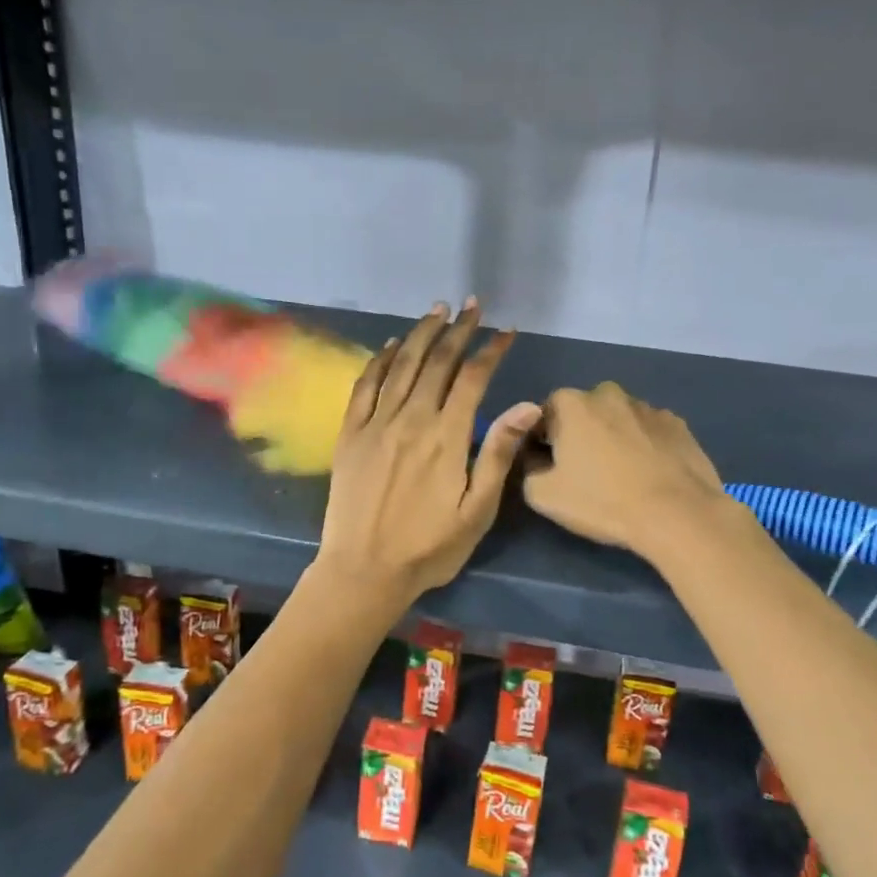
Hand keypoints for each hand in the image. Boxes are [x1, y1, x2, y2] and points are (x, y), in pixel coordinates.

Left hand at [316, 300, 540, 606]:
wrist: (364, 571)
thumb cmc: (429, 547)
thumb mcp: (476, 510)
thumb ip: (498, 453)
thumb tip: (528, 405)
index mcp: (446, 437)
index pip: (473, 378)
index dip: (491, 350)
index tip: (506, 331)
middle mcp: (411, 419)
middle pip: (437, 362)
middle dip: (458, 330)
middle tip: (472, 306)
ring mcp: (376, 423)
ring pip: (400, 365)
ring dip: (420, 334)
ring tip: (437, 310)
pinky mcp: (349, 434)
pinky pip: (364, 386)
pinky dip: (378, 360)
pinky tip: (388, 345)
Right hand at [522, 382, 733, 562]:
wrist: (677, 514)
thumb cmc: (603, 501)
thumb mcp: (543, 496)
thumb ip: (528, 469)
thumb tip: (537, 460)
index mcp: (571, 403)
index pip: (543, 415)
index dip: (542, 441)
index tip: (550, 467)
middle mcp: (608, 393)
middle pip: (582, 413)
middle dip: (580, 436)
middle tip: (585, 473)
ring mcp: (647, 406)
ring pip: (618, 420)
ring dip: (614, 439)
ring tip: (622, 477)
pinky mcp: (678, 424)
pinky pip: (649, 432)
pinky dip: (645, 446)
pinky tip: (649, 475)